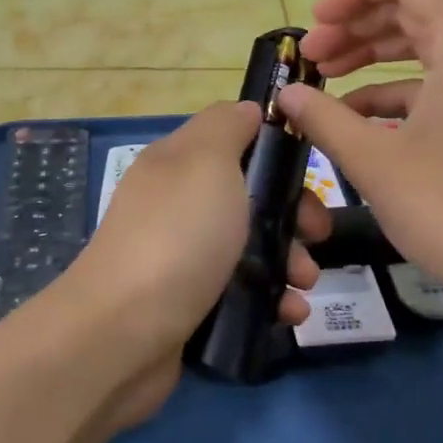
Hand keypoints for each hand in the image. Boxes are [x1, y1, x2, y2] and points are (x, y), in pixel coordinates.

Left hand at [52, 101, 327, 427]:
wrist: (124, 332)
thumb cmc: (177, 236)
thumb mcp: (205, 162)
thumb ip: (227, 127)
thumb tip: (247, 111)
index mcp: (177, 164)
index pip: (232, 140)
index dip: (274, 151)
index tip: (310, 173)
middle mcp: (176, 206)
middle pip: (247, 198)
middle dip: (292, 215)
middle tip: (317, 235)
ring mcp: (180, 257)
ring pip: (249, 248)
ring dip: (289, 261)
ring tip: (304, 284)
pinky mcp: (188, 304)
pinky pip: (239, 292)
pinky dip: (270, 300)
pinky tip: (289, 313)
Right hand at [278, 0, 442, 323]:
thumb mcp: (377, 163)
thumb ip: (325, 118)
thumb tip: (287, 96)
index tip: (314, 28)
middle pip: (418, 3)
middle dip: (356, 24)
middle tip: (311, 61)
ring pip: (431, 43)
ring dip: (375, 56)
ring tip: (326, 85)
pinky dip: (402, 92)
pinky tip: (362, 124)